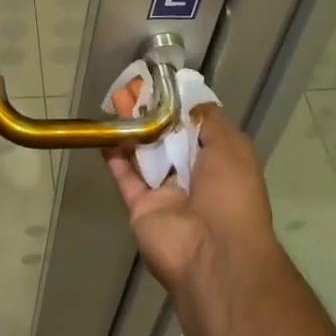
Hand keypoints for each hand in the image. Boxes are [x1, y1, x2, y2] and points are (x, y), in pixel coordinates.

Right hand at [104, 97, 281, 301]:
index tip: (158, 81)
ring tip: (115, 97)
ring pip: (143, 151)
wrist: (214, 254)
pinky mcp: (140, 206)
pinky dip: (114, 155)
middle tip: (130, 86)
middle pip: (165, 134)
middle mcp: (192, 174)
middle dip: (149, 109)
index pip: (194, 123)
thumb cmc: (230, 195)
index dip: (175, 101)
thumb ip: (209, 119)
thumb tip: (190, 102)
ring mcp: (164, 191)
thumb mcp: (231, 146)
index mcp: (218, 160)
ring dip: (130, 125)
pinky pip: (124, 177)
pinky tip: (103, 132)